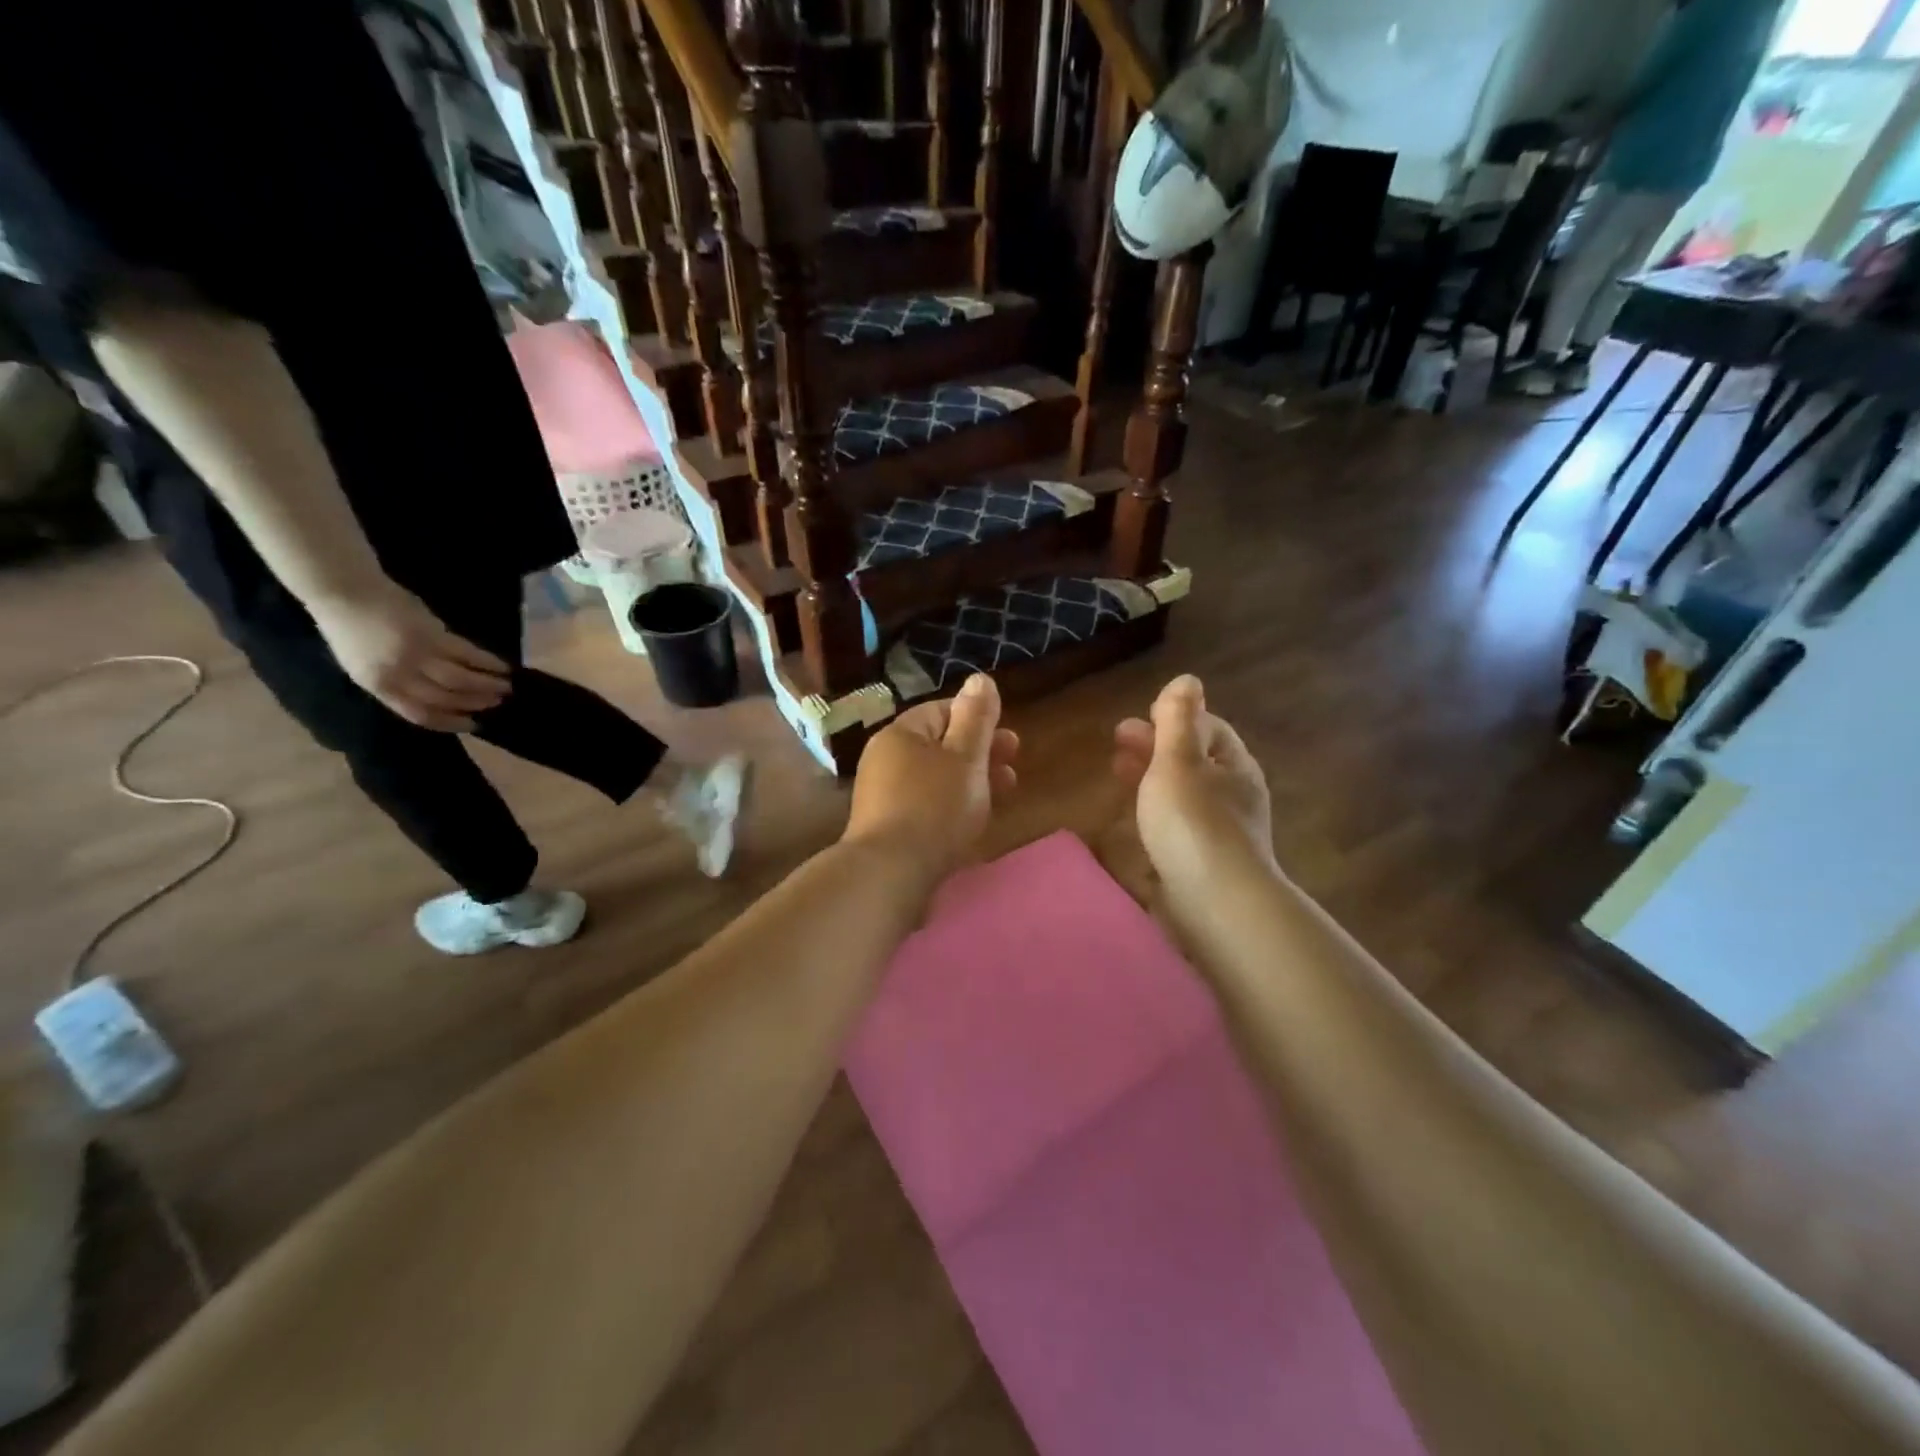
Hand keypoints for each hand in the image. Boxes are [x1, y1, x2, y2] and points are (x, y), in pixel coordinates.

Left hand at [308, 584, 511, 731]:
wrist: (344, 593)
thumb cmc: (351, 631)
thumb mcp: (365, 667)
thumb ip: (399, 683)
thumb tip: (438, 695)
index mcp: (379, 686)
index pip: (421, 714)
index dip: (451, 723)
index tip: (474, 725)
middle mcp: (400, 675)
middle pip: (446, 698)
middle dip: (475, 703)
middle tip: (497, 703)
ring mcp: (418, 654)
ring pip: (461, 679)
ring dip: (487, 685)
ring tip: (507, 687)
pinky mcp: (433, 634)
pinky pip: (467, 654)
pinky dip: (488, 662)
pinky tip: (502, 666)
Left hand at [843, 673, 1018, 884]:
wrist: (890, 873)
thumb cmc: (934, 806)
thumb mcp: (966, 756)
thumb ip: (976, 717)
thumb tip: (979, 678)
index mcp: (901, 734)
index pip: (942, 711)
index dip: (979, 720)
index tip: (1009, 740)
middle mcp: (885, 758)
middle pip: (940, 746)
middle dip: (981, 754)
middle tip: (1014, 767)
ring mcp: (882, 795)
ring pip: (935, 777)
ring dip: (971, 781)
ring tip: (1003, 795)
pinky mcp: (886, 827)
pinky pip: (925, 805)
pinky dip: (951, 806)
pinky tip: (970, 822)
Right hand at [1112, 675, 1275, 897]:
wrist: (1214, 904)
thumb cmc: (1193, 822)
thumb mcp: (1178, 761)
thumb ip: (1177, 720)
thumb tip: (1188, 679)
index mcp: (1234, 766)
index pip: (1209, 728)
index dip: (1175, 718)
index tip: (1140, 717)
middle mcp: (1233, 796)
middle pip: (1193, 761)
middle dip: (1155, 748)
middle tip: (1116, 745)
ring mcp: (1221, 832)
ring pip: (1183, 795)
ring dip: (1151, 779)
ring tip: (1118, 776)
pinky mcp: (1204, 862)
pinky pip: (1178, 827)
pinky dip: (1155, 813)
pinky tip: (1134, 821)